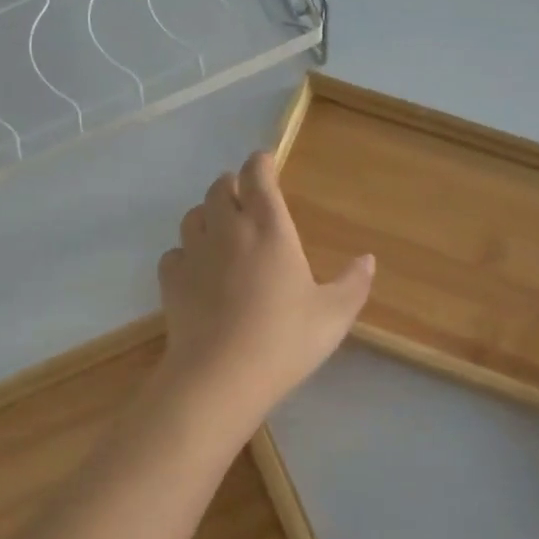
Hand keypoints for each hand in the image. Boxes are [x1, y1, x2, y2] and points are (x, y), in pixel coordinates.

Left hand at [155, 152, 373, 426]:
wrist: (221, 375)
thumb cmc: (284, 340)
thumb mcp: (333, 315)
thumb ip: (353, 283)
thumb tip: (367, 259)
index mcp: (268, 228)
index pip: (257, 175)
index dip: (260, 163)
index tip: (266, 162)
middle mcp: (227, 230)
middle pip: (219, 188)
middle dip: (232, 186)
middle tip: (244, 199)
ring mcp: (194, 253)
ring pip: (193, 216)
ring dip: (207, 215)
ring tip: (221, 231)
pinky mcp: (170, 280)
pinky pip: (174, 253)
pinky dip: (185, 253)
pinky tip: (197, 272)